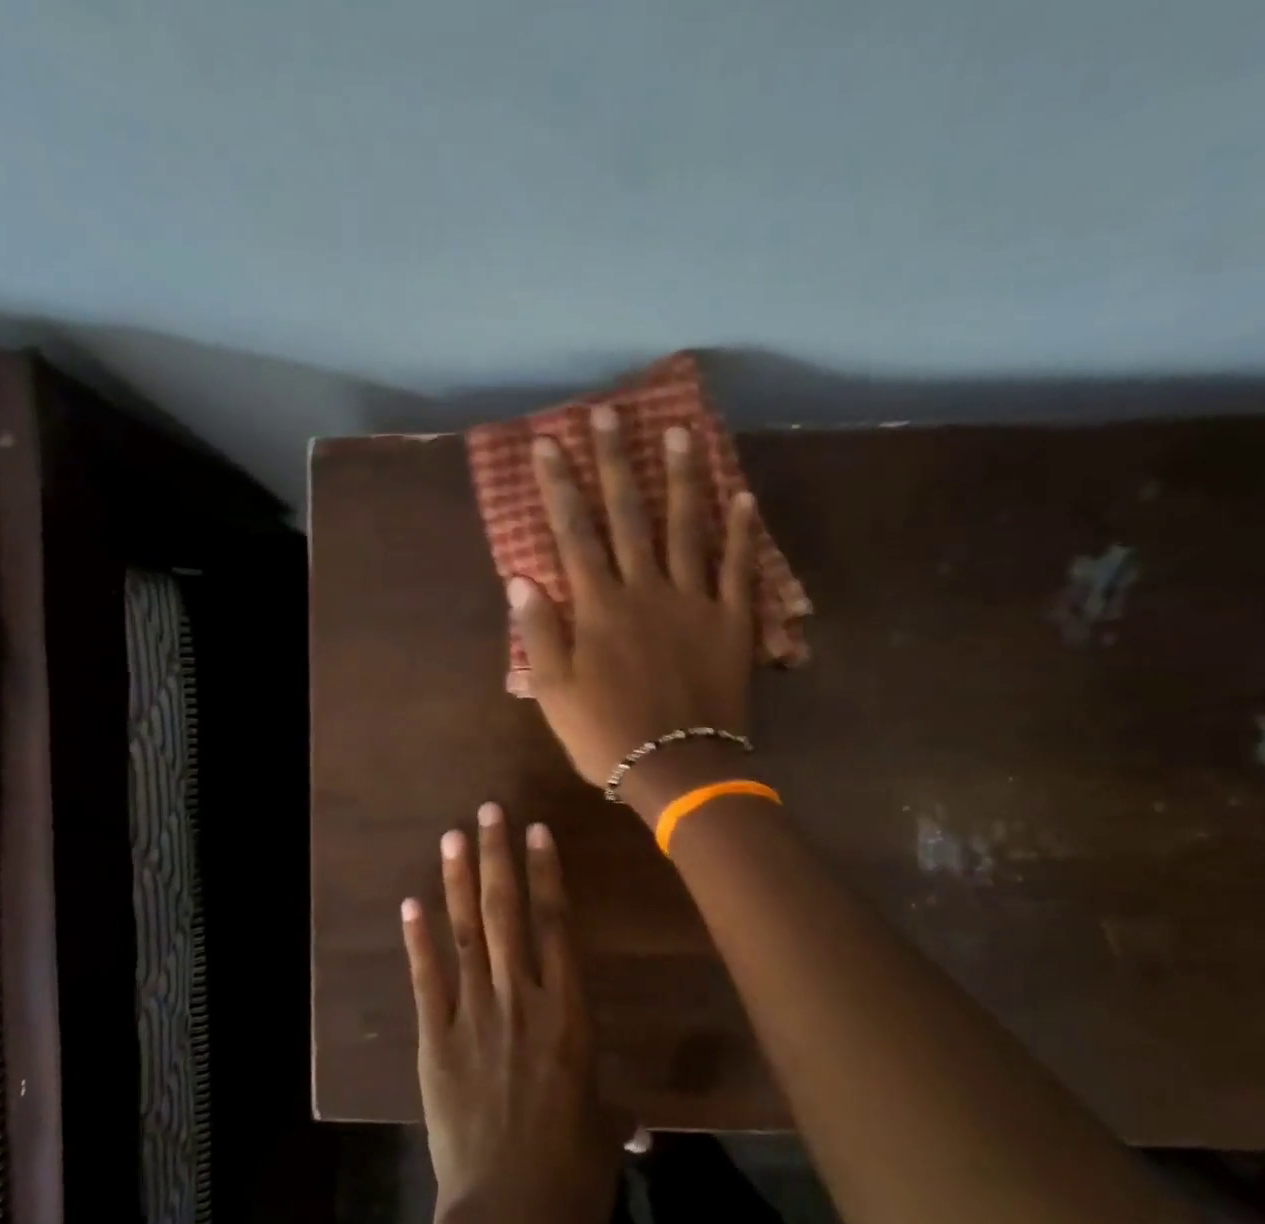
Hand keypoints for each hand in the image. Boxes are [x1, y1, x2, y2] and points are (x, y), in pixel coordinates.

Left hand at [401, 805, 620, 1223]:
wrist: (514, 1217)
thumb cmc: (575, 1173)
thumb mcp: (605, 1128)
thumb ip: (614, 1110)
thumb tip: (638, 1126)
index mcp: (570, 1012)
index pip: (557, 924)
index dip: (547, 873)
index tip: (537, 832)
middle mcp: (522, 998)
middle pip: (507, 912)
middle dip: (498, 857)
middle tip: (489, 811)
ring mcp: (475, 1014)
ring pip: (466, 932)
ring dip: (458, 881)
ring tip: (452, 837)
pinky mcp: (437, 1039)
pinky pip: (427, 977)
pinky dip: (418, 938)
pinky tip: (411, 902)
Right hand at [507, 405, 757, 788]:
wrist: (677, 769)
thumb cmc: (606, 735)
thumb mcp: (554, 693)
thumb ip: (540, 633)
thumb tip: (521, 578)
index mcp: (600, 607)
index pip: (574, 533)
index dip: (560, 486)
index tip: (549, 443)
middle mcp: (646, 590)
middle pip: (628, 515)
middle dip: (614, 462)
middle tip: (608, 414)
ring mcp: (693, 601)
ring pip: (687, 527)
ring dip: (680, 477)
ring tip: (678, 432)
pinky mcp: (731, 621)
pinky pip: (737, 568)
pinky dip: (742, 532)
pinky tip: (743, 495)